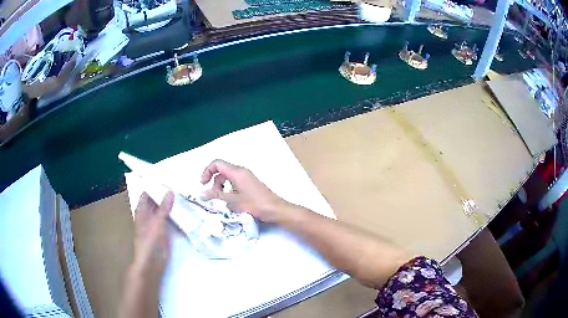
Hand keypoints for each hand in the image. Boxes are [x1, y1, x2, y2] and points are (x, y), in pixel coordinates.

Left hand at [119, 192, 173, 317]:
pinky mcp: (163, 232)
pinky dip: (174, 214)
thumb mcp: (157, 223)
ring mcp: (155, 224)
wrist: (151, 264)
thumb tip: (170, 191)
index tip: (168, 179)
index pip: (147, 193)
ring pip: (163, 210)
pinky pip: (168, 219)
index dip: (155, 186)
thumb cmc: (150, 242)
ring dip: (170, 205)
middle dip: (165, 194)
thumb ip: (164, 208)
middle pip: (155, 201)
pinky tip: (184, 211)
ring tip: (184, 195)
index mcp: (142, 211)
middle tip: (180, 185)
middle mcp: (148, 215)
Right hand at [200, 159, 289, 222]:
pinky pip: (235, 182)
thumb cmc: (254, 204)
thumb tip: (203, 193)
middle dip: (213, 181)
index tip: (203, 184)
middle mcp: (241, 171)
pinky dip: (229, 188)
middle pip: (221, 170)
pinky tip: (231, 201)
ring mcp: (247, 177)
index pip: (216, 163)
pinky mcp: (250, 183)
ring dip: (221, 186)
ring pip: (228, 177)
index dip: (207, 171)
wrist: (275, 209)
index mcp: (236, 172)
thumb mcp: (233, 201)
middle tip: (212, 195)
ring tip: (222, 200)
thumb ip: (216, 196)